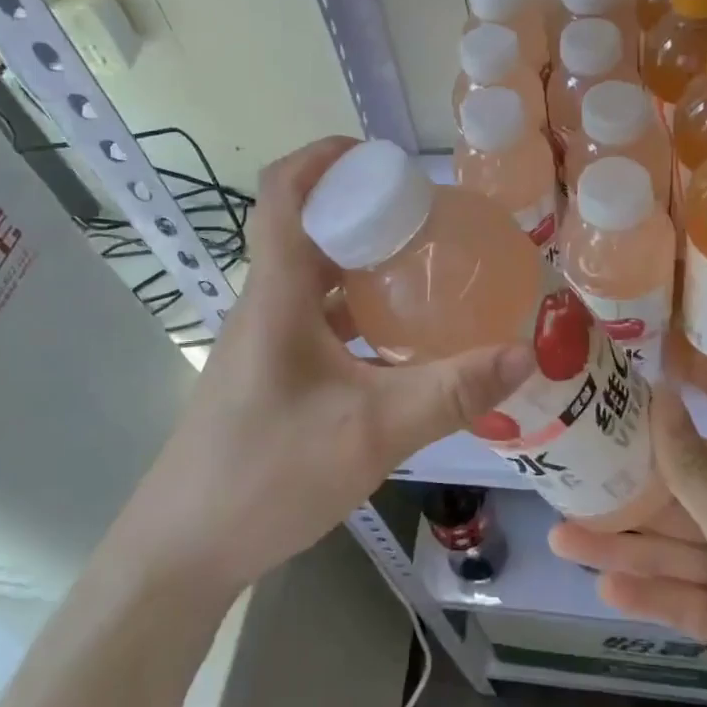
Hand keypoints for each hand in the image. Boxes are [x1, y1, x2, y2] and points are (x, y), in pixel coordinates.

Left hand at [132, 137, 535, 593]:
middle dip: (361, 209)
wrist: (183, 551)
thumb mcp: (371, 432)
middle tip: (425, 216)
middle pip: (306, 228)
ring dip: (360, 261)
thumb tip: (523, 354)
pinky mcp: (268, 372)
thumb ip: (450, 392)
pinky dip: (354, 310)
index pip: (283, 193)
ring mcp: (263, 341)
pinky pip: (314, 318)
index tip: (378, 155)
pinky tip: (396, 338)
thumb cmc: (266, 475)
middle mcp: (265, 304)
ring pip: (312, 276)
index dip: (322, 156)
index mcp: (277, 295)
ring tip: (422, 267)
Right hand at [550, 387, 706, 706]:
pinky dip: (646, 593)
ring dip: (620, 550)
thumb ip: (688, 464)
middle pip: (673, 507)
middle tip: (560, 494)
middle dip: (620, 506)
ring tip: (561, 542)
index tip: (586, 438)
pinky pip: (678, 597)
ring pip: (669, 553)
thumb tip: (661, 389)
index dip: (639, 449)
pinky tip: (604, 588)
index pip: (690, 455)